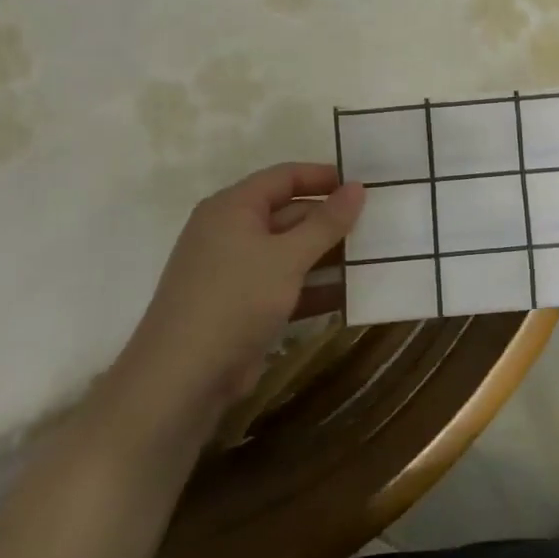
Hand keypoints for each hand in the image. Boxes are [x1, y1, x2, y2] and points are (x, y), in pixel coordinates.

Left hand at [110, 164, 364, 422]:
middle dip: (331, 222)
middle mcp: (231, 232)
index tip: (364, 185)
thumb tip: (357, 187)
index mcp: (233, 207)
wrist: (180, 380)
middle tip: (378, 225)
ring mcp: (236, 272)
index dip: (323, 177)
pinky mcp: (242, 307)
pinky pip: (285, 285)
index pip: (284, 177)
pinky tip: (351, 295)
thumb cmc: (235, 300)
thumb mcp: (287, 257)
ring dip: (329, 257)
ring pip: (290, 253)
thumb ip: (326, 223)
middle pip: (290, 214)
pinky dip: (314, 288)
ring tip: (375, 258)